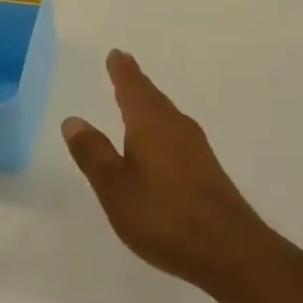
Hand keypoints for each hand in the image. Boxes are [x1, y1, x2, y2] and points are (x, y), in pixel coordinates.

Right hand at [62, 50, 278, 297]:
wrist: (229, 249)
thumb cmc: (164, 215)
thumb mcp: (115, 188)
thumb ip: (93, 153)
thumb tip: (73, 119)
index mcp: (150, 123)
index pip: (132, 88)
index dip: (122, 71)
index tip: (116, 53)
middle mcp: (175, 125)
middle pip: (151, 96)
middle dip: (136, 82)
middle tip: (124, 65)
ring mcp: (195, 146)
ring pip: (166, 114)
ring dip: (150, 103)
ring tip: (138, 99)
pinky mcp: (206, 168)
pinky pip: (176, 132)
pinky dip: (162, 126)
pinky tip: (161, 142)